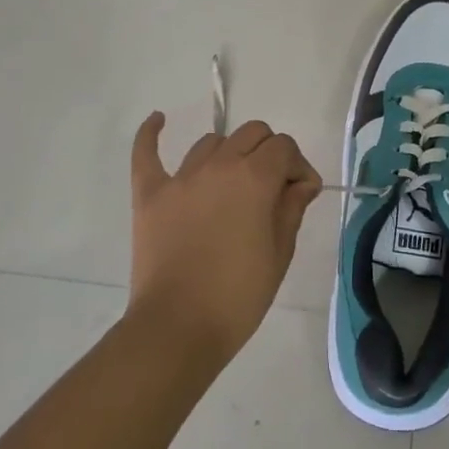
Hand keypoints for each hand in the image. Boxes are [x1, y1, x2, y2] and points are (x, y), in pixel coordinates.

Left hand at [127, 114, 322, 368]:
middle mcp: (219, 165)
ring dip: (229, 154)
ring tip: (233, 184)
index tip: (301, 194)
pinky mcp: (150, 194)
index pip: (284, 147)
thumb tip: (301, 183)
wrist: (178, 328)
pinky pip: (146, 153)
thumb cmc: (238, 295)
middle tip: (272, 188)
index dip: (298, 166)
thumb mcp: (280, 253)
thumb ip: (292, 208)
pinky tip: (159, 120)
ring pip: (211, 142)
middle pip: (251, 133)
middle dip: (269, 152)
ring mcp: (181, 177)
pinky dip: (151, 134)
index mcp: (255, 177)